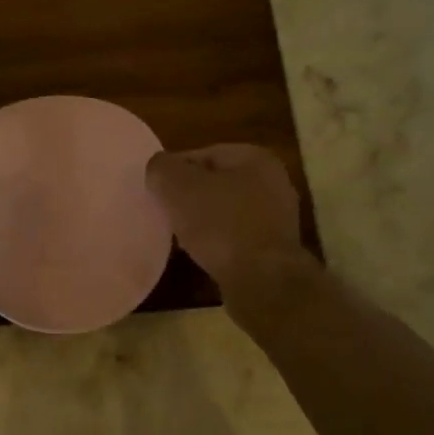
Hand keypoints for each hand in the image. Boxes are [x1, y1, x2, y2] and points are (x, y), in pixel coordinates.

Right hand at [146, 144, 307, 295]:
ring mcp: (277, 217)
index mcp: (256, 158)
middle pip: (216, 183)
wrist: (261, 280)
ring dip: (202, 222)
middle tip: (165, 213)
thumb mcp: (179, 187)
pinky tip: (201, 255)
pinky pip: (236, 237)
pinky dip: (218, 243)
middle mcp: (273, 182)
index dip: (175, 170)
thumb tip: (159, 168)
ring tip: (179, 237)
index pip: (204, 154)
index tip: (156, 190)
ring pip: (226, 212)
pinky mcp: (274, 248)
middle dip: (189, 197)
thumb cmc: (221, 224)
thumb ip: (163, 169)